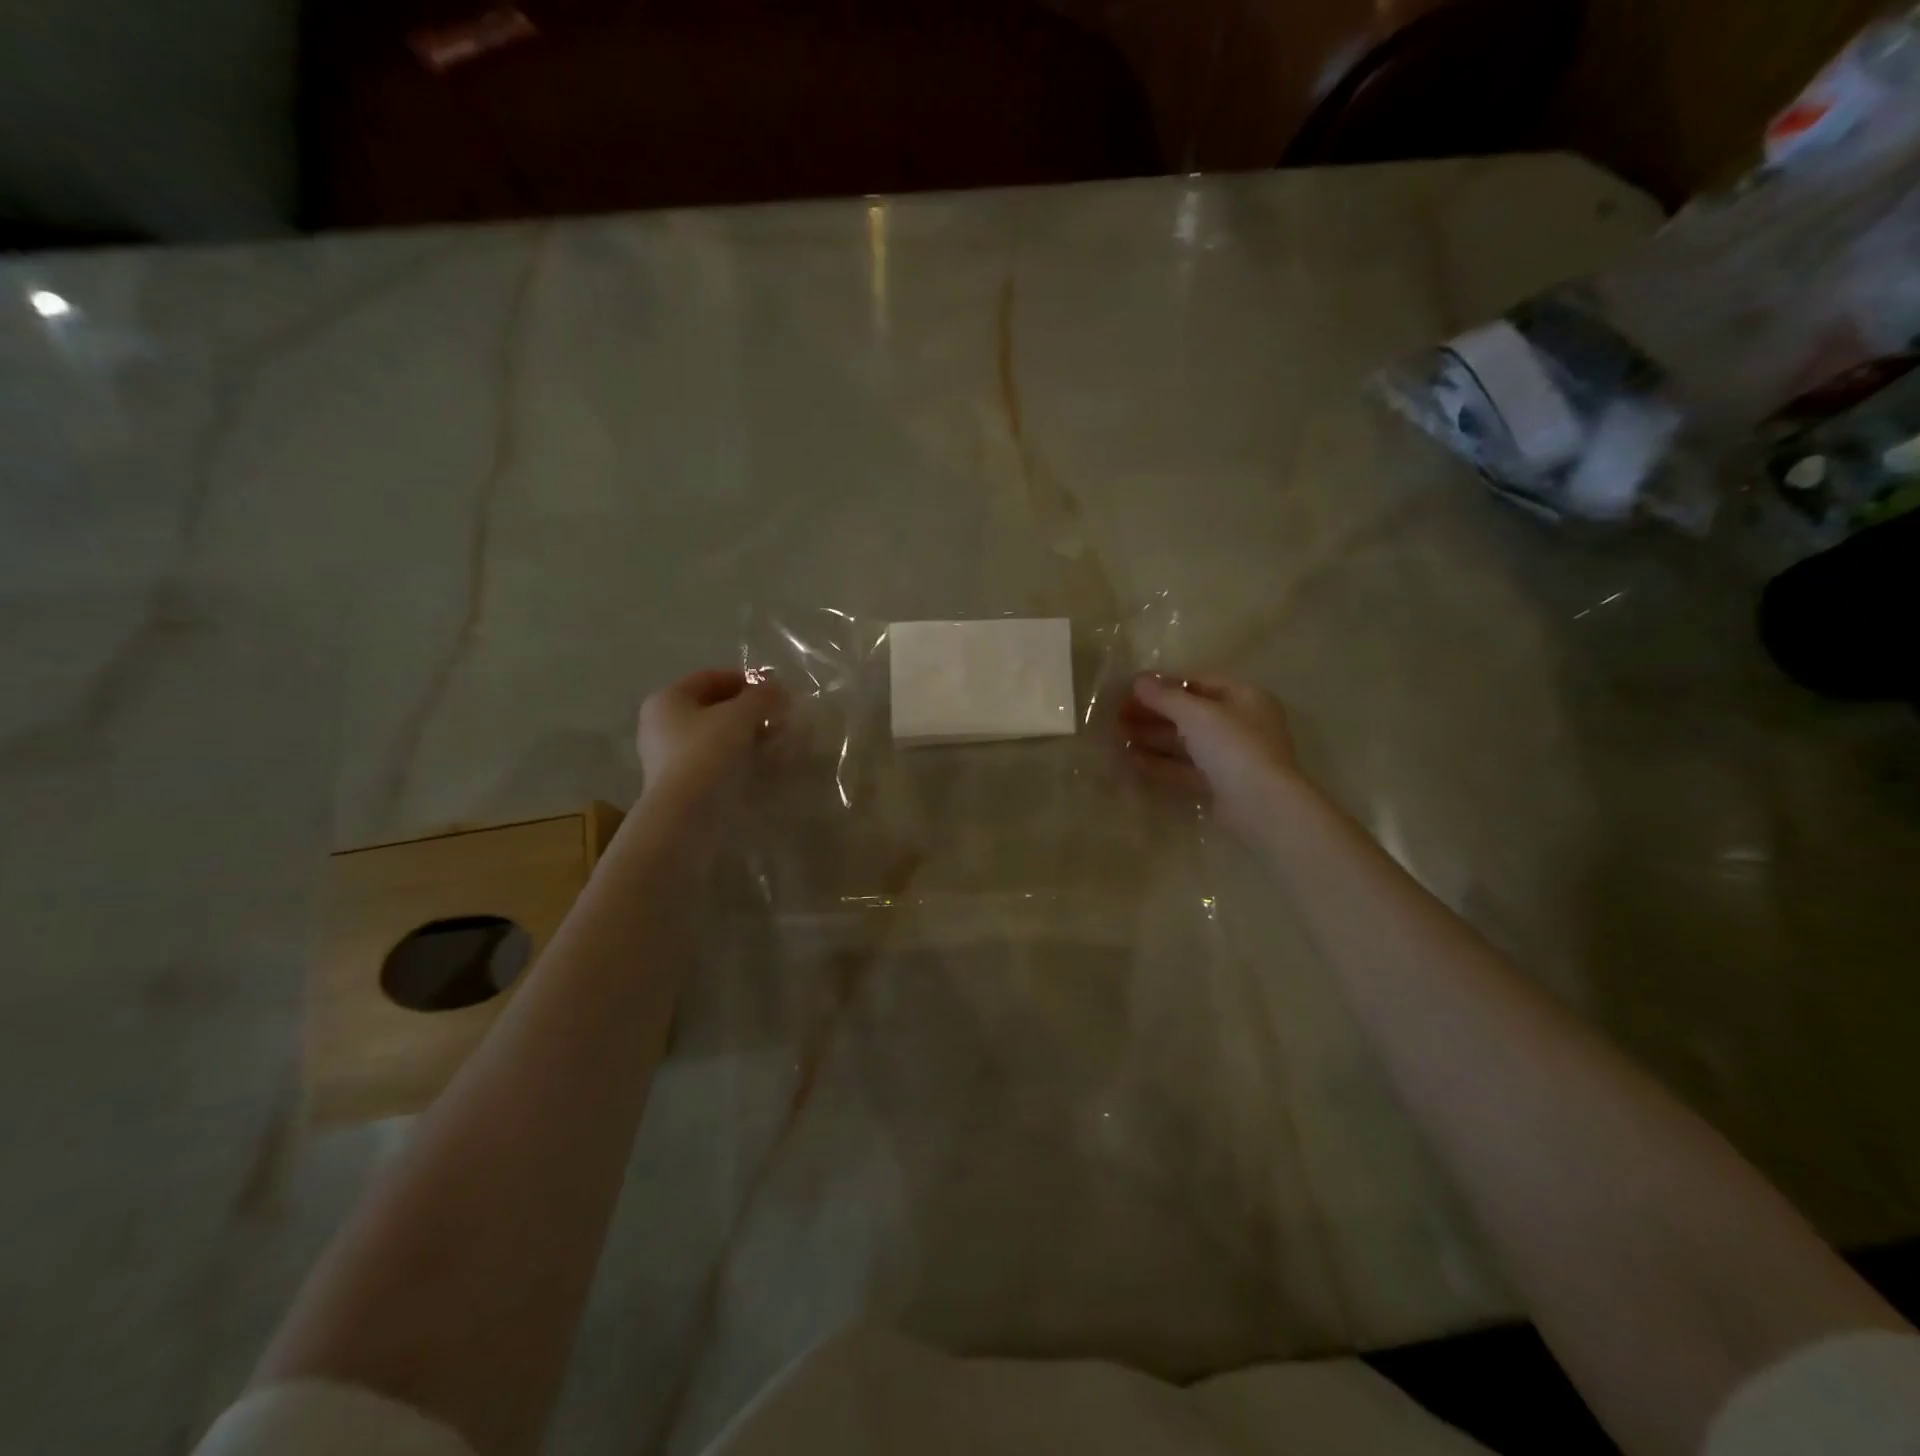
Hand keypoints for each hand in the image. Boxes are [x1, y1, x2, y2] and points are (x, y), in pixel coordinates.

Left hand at [636, 669, 786, 804]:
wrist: (685, 812)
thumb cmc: (707, 751)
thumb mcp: (740, 716)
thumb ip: (762, 697)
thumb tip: (778, 689)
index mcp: (668, 698)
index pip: (710, 677)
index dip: (745, 679)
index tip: (775, 690)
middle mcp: (661, 722)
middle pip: (712, 706)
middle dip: (747, 709)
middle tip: (776, 717)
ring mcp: (667, 754)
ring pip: (713, 734)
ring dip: (744, 734)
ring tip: (773, 741)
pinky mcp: (678, 781)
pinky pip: (712, 758)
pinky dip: (735, 756)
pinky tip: (758, 763)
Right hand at [1119, 672, 1300, 834]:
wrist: (1261, 807)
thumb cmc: (1234, 747)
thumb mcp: (1197, 714)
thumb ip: (1165, 697)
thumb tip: (1138, 680)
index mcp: (1245, 698)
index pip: (1200, 681)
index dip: (1165, 683)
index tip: (1131, 688)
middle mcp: (1241, 724)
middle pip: (1190, 713)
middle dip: (1154, 712)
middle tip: (1118, 714)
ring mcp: (1231, 757)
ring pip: (1186, 742)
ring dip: (1153, 737)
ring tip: (1118, 736)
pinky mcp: (1219, 785)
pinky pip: (1185, 768)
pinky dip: (1160, 762)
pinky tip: (1131, 760)